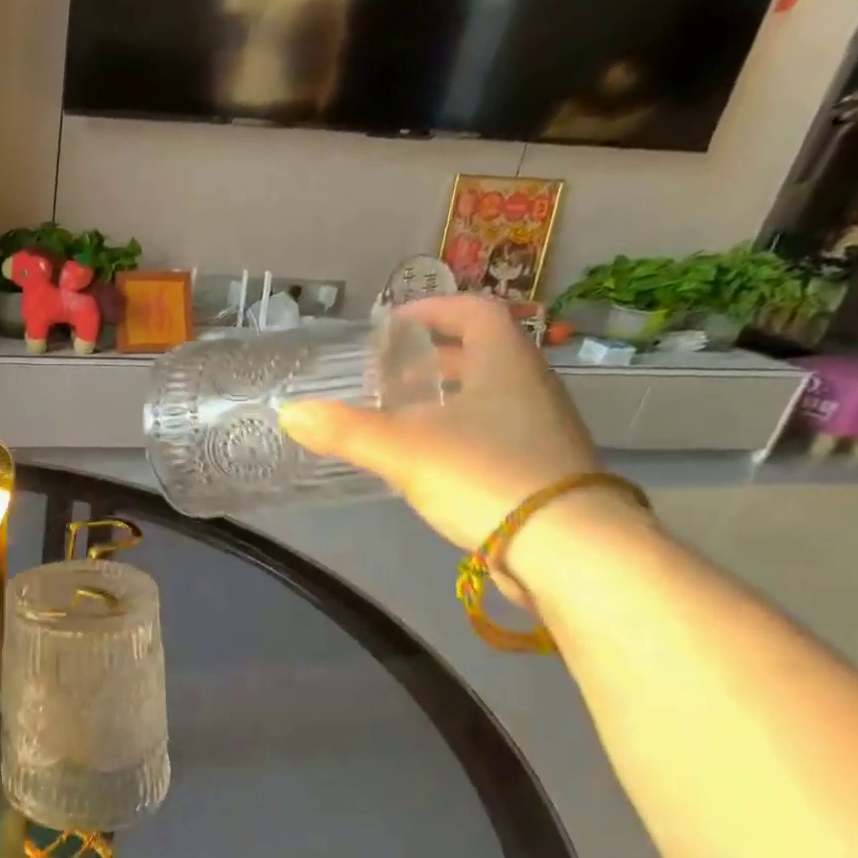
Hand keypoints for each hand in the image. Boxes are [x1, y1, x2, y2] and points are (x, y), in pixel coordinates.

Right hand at [278, 294, 601, 553]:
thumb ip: (344, 430)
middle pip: (479, 354)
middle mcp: (529, 386)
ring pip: (485, 395)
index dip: (433, 309)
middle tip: (385, 375)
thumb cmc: (485, 476)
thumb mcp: (402, 450)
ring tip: (396, 416)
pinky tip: (425, 458)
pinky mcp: (539, 466)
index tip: (393, 324)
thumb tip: (289, 412)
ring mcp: (540, 428)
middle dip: (429, 359)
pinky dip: (455, 430)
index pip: (474, 312)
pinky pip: (492, 430)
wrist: (568, 548)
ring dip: (442, 397)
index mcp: (504, 364)